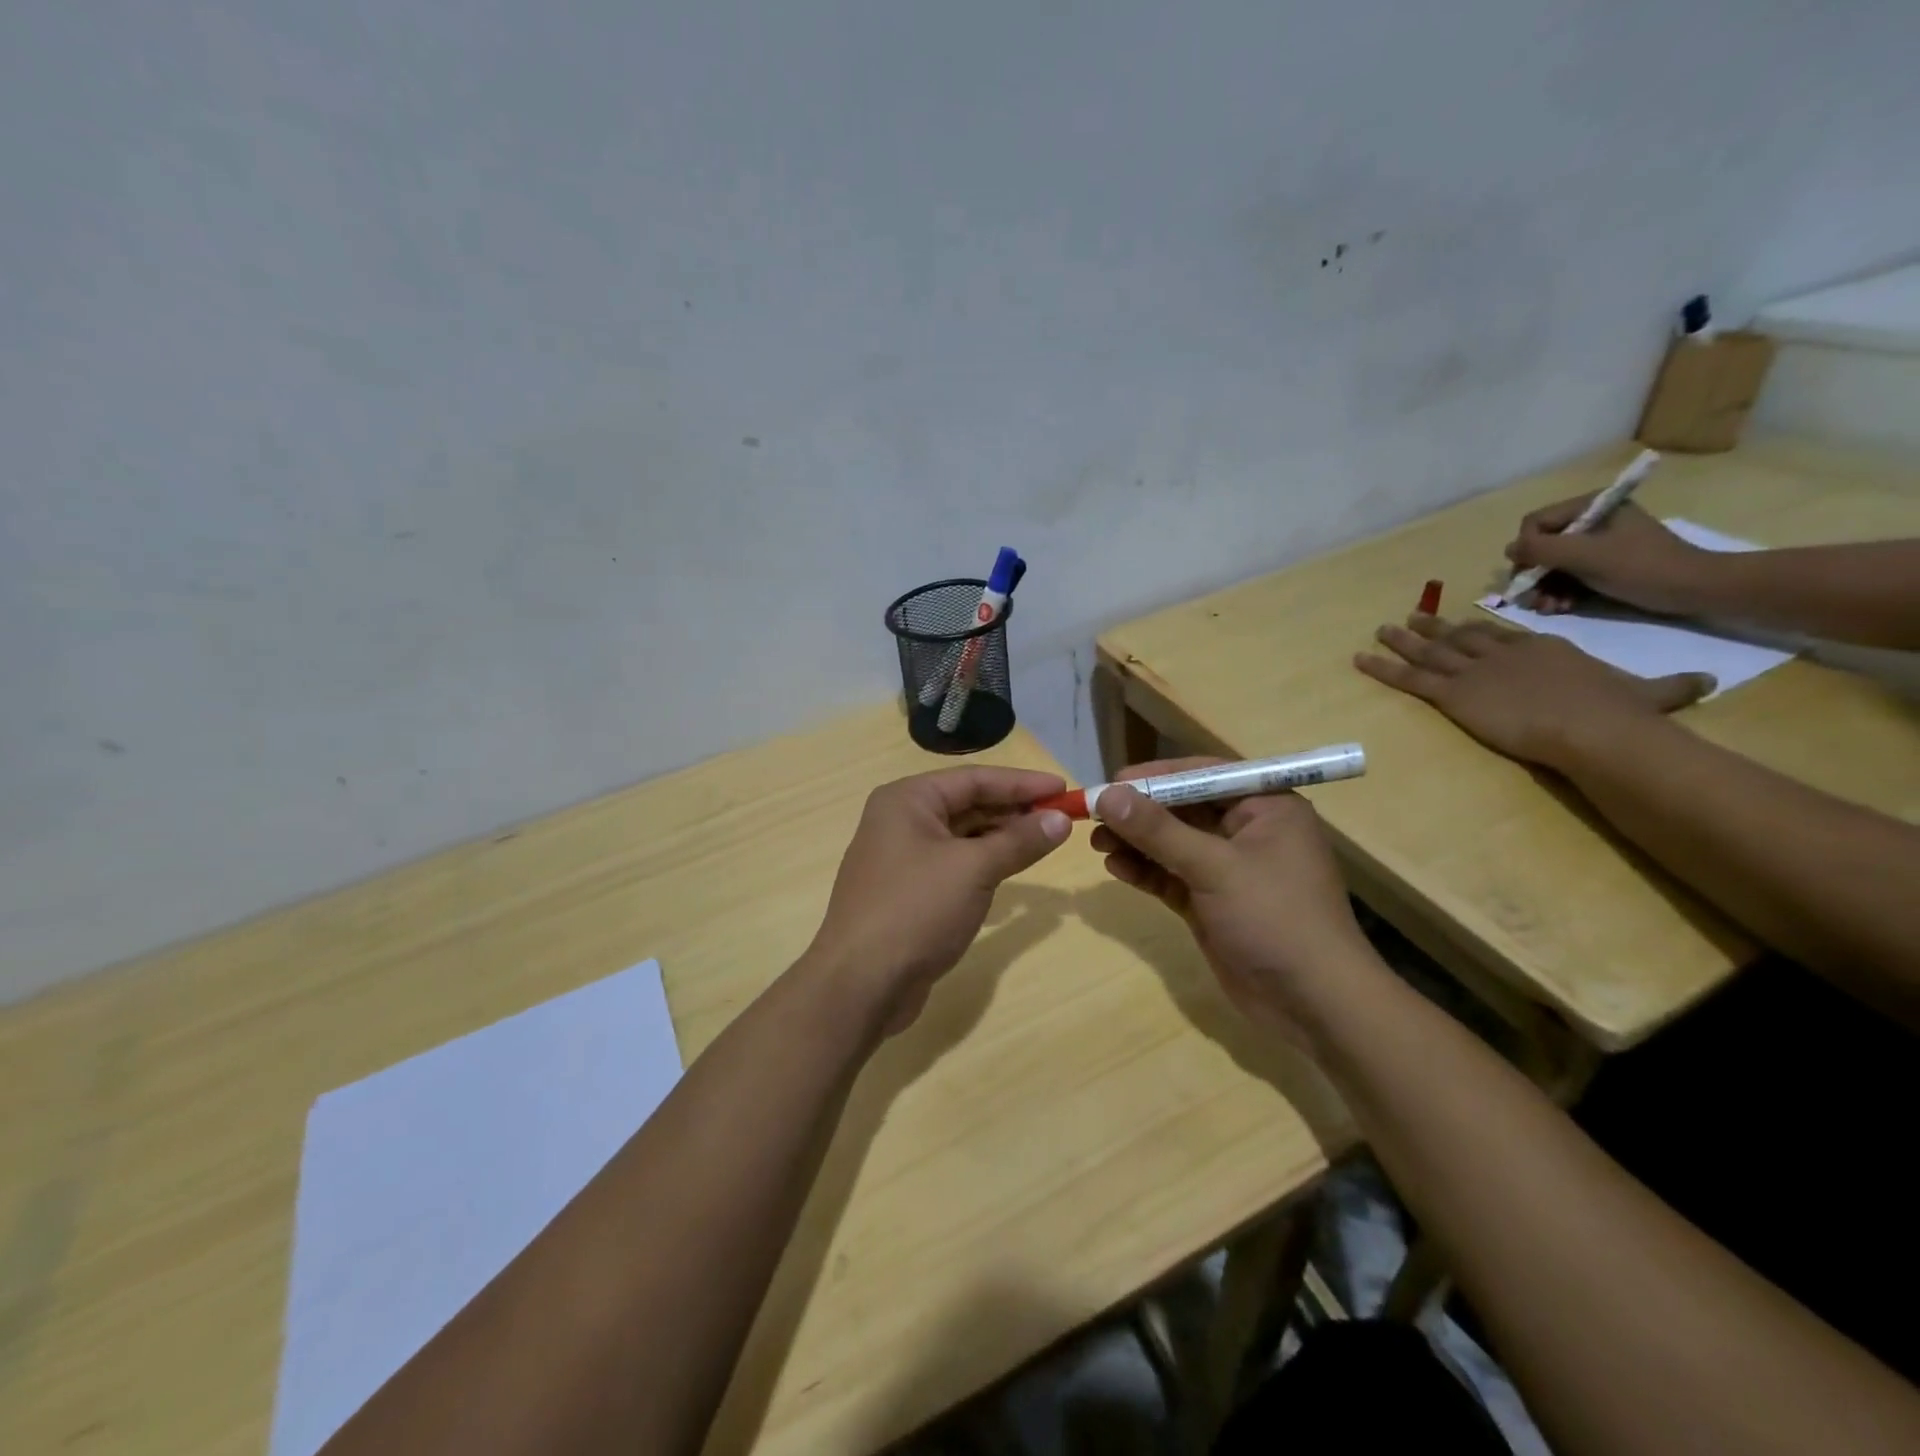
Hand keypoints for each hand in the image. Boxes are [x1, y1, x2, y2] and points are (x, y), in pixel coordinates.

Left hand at [806, 766, 1071, 1033]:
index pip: (974, 779)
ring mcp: (900, 858)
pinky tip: (1011, 869)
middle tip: (1061, 818)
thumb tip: (1060, 821)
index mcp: (907, 800)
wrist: (861, 983)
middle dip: (1014, 810)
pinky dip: (983, 863)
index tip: (1063, 788)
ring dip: (1001, 837)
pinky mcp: (907, 892)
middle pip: (967, 804)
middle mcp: (900, 820)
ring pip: (961, 836)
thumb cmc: (916, 910)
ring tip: (1044, 841)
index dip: (1022, 783)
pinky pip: (953, 864)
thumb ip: (1019, 841)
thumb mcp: (974, 870)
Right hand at [1088, 759, 1374, 1038]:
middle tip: (1095, 816)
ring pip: (1173, 844)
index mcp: (1265, 807)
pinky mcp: (1212, 901)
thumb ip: (1159, 830)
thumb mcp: (1215, 868)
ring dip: (1136, 842)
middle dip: (1140, 813)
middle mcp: (1248, 831)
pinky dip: (1145, 870)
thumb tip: (1107, 795)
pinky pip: (1172, 875)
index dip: (1157, 776)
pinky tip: (1116, 867)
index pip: (1204, 775)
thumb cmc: (1275, 918)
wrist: (1314, 1004)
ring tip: (1096, 843)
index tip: (1113, 782)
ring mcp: (1229, 869)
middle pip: (1183, 808)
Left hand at [1355, 613, 1713, 766]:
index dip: (1478, 630)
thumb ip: (1671, 687)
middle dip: (1434, 628)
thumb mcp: (1650, 694)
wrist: (1592, 725)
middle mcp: (1502, 653)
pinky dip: (1382, 668)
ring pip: (1429, 651)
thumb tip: (1708, 682)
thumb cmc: (1619, 712)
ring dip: (1403, 640)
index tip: (1462, 625)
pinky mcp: (1452, 693)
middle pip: (1460, 637)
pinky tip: (1360, 659)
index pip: (1502, 636)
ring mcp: (1473, 671)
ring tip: (1382, 630)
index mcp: (1543, 649)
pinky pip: (1408, 678)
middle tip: (1411, 618)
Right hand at [1508, 496, 1713, 614]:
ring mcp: (1596, 544)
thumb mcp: (1586, 555)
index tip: (1530, 576)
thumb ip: (1542, 549)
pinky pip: (1566, 576)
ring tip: (1549, 608)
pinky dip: (1558, 593)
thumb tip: (1509, 549)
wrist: (1695, 589)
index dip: (1526, 550)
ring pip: (1549, 565)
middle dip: (1534, 576)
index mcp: (1591, 506)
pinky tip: (1561, 608)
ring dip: (1543, 589)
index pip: (1535, 523)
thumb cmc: (1642, 567)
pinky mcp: (1602, 565)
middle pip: (1540, 547)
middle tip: (1534, 600)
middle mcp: (1590, 521)